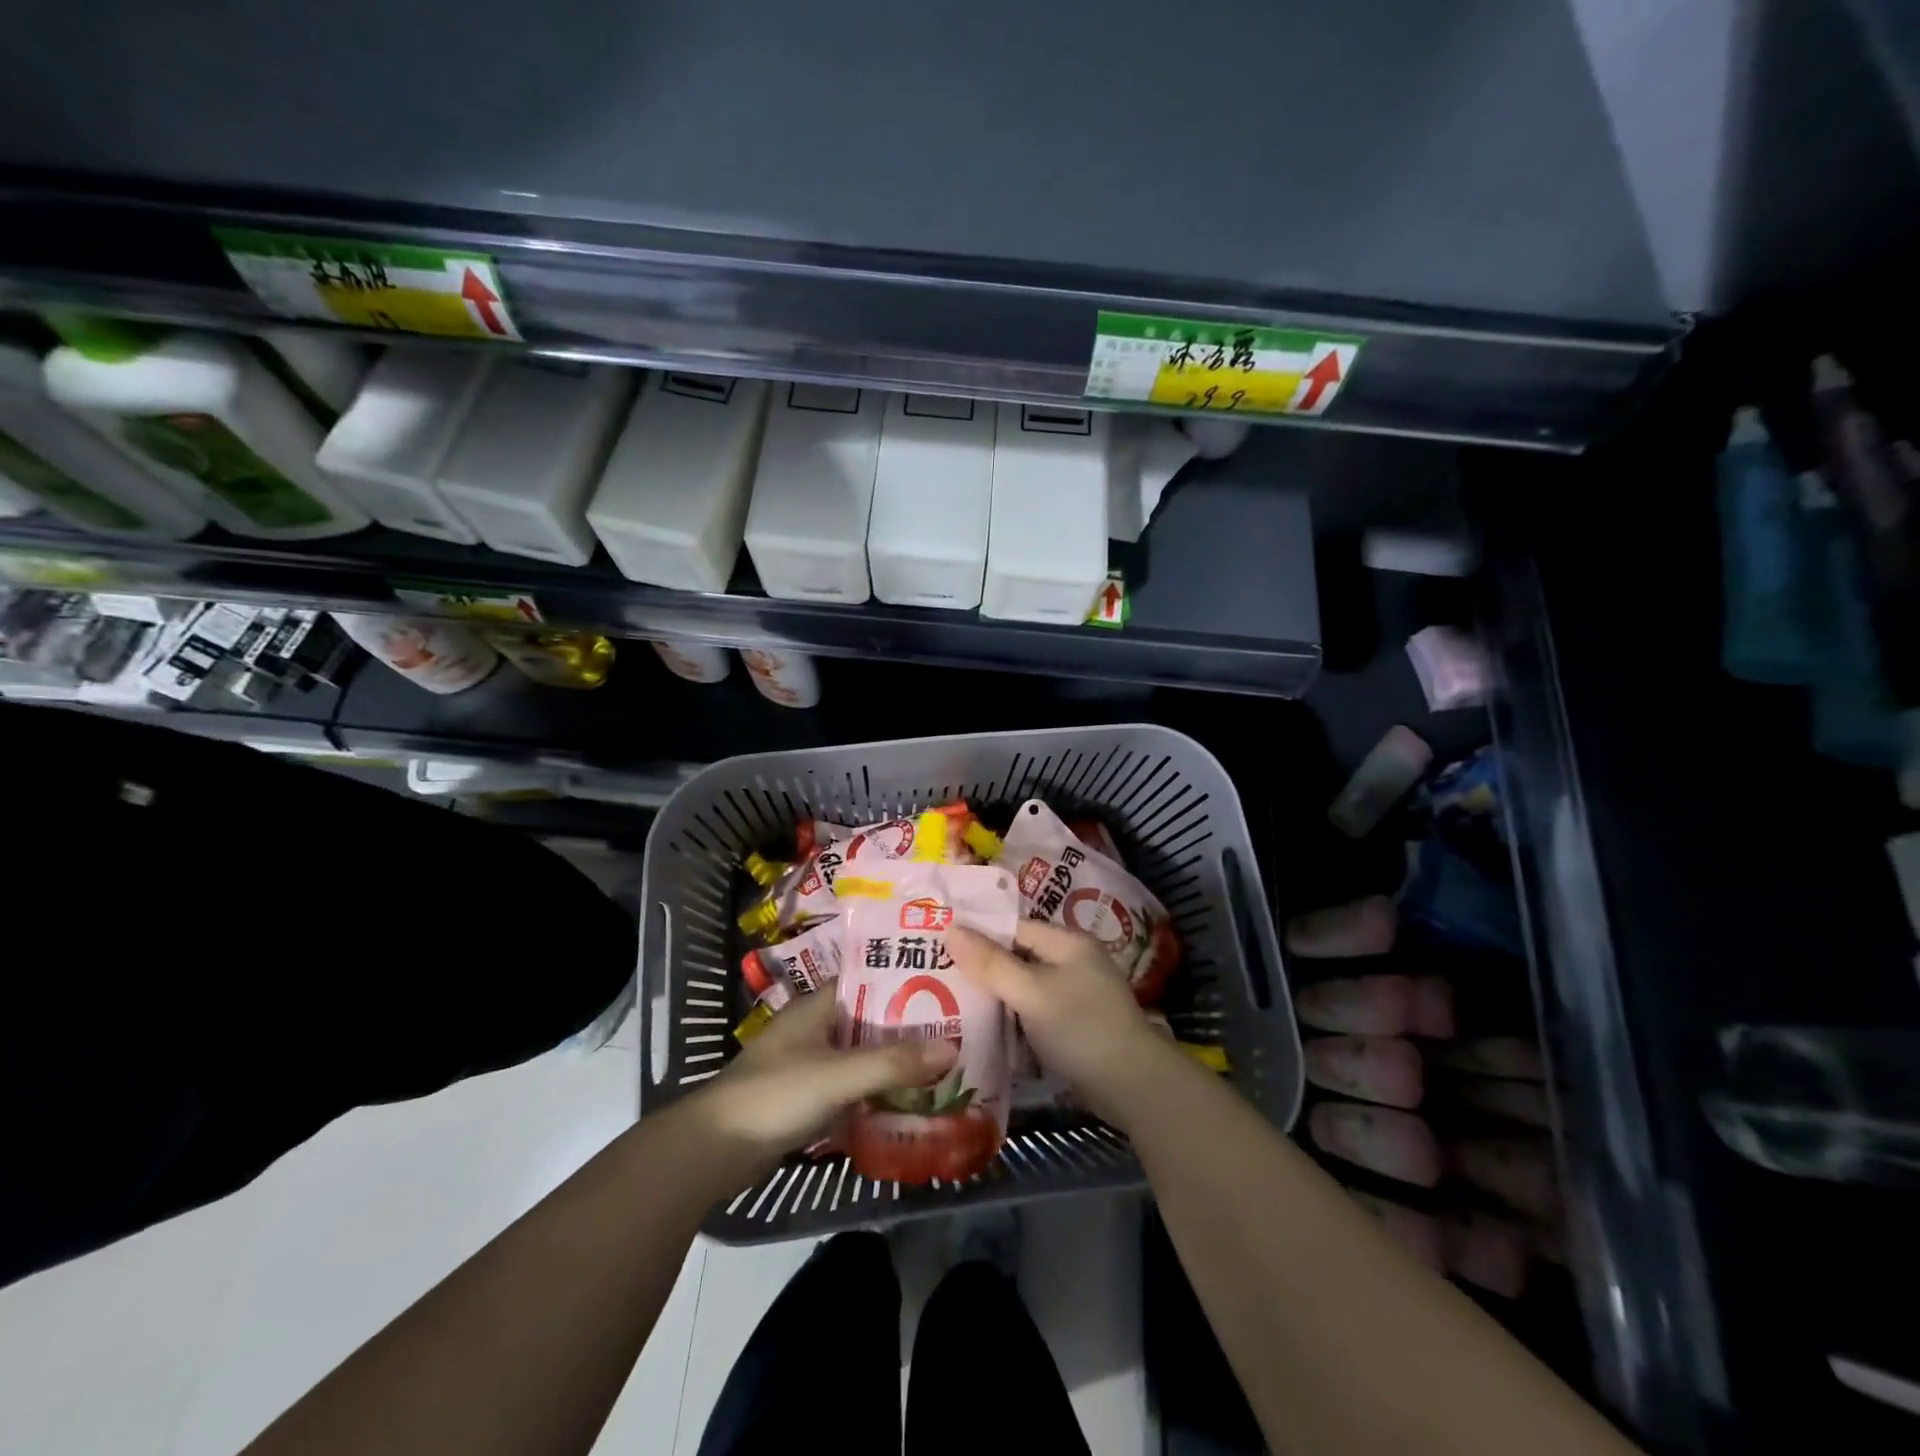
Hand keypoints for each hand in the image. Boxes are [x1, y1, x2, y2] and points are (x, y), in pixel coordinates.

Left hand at [687, 989, 956, 1161]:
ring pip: (861, 1055)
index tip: (944, 984)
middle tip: (955, 1030)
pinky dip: (876, 1092)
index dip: (903, 980)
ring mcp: (809, 1064)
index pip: (867, 980)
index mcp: (816, 1006)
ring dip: (893, 1062)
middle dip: (907, 1028)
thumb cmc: (775, 1095)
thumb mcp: (838, 1075)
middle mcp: (814, 1028)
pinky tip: (907, 1102)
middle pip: (869, 1020)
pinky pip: (851, 1087)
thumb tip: (952, 1048)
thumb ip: (892, 1063)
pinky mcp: (806, 1099)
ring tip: (940, 1065)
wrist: (714, 1151)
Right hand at [948, 920, 1186, 1131]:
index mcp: (1066, 942)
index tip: (937, 945)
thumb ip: (990, 963)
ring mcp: (1074, 993)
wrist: (1134, 1086)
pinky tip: (983, 1027)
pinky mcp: (1073, 1023)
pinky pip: (1033, 1010)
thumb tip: (950, 928)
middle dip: (982, 967)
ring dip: (995, 995)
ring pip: (1023, 986)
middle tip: (936, 976)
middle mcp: (1071, 960)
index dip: (977, 934)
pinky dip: (1012, 1017)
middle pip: (1017, 956)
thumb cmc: (1081, 1028)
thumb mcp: (1031, 993)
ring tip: (949, 1001)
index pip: (1012, 927)